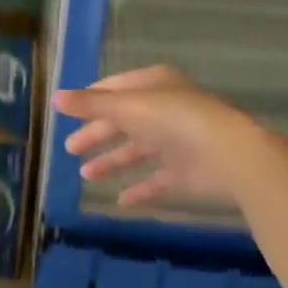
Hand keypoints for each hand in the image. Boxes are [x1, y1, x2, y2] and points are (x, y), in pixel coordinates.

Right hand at [53, 64, 261, 208]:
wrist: (231, 156)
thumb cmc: (175, 120)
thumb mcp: (127, 107)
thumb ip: (91, 105)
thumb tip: (55, 98)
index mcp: (153, 86)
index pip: (115, 88)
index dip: (92, 99)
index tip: (68, 113)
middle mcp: (165, 110)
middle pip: (123, 121)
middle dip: (97, 134)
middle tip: (70, 149)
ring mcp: (178, 142)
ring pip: (138, 151)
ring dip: (112, 161)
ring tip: (87, 175)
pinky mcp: (187, 172)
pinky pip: (158, 180)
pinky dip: (140, 189)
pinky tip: (121, 200)